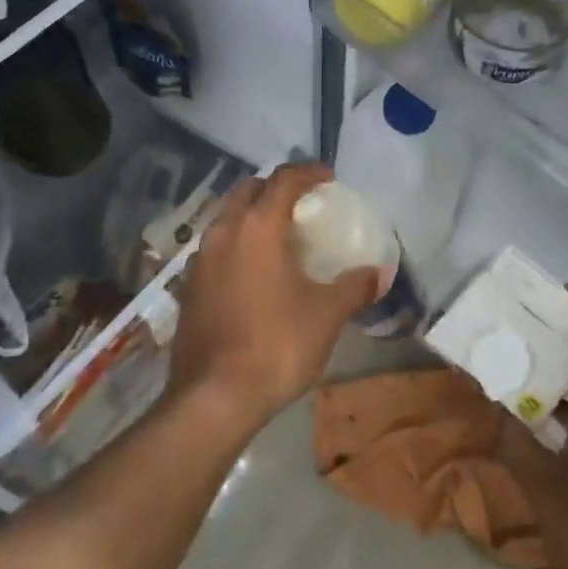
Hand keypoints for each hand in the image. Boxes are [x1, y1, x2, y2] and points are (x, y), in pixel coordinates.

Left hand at [167, 163, 380, 433]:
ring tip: (278, 234)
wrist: (213, 396)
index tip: (328, 178)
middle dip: (275, 187)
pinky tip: (252, 269)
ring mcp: (200, 258)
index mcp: (258, 226)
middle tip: (302, 203)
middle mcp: (224, 231)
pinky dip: (236, 242)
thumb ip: (354, 287)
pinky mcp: (189, 285)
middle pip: (248, 190)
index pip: (283, 179)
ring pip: (227, 217)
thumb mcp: (326, 315)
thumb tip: (379, 273)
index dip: (308, 172)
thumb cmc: (276, 345)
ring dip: (252, 213)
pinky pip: (215, 246)